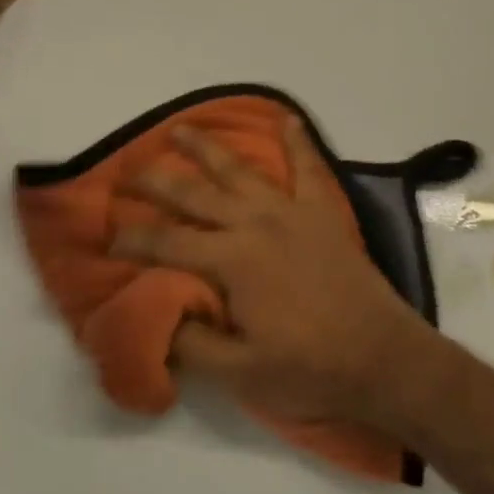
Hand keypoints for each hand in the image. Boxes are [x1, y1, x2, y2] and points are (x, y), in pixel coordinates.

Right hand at [110, 116, 435, 427]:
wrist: (385, 359)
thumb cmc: (311, 369)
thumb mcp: (243, 374)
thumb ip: (194, 345)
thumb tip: (158, 320)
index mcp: (231, 260)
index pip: (167, 243)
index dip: (133, 240)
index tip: (108, 238)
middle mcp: (254, 223)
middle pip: (194, 194)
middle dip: (156, 181)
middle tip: (128, 170)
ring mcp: (290, 212)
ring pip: (239, 170)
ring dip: (206, 147)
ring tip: (180, 128)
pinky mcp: (322, 212)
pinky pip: (308, 168)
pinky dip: (297, 141)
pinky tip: (287, 119)